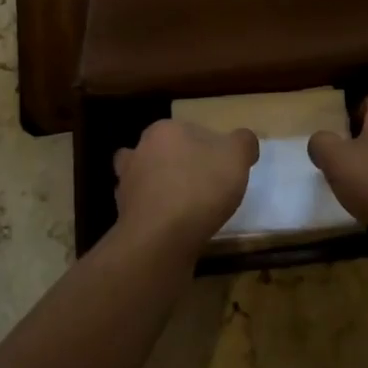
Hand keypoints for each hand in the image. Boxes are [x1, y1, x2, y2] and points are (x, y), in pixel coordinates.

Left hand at [113, 120, 258, 257]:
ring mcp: (126, 183)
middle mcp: (139, 151)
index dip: (208, 147)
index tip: (222, 168)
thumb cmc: (200, 187)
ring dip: (160, 188)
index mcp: (164, 130)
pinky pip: (143, 208)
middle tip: (203, 185)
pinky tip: (171, 227)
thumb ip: (243, 143)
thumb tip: (244, 141)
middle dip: (179, 164)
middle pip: (163, 152)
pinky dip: (155, 214)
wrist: (161, 237)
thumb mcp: (236, 157)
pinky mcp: (123, 214)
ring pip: (146, 178)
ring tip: (184, 206)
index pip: (190, 131)